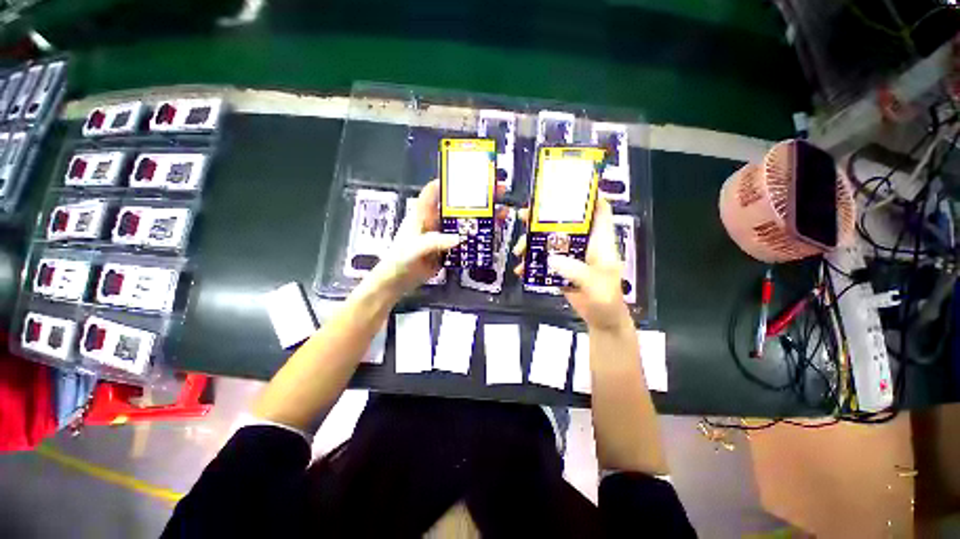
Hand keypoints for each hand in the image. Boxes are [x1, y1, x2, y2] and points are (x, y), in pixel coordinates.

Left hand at [367, 179, 509, 295]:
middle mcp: (436, 220)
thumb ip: (436, 242)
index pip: (435, 190)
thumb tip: (460, 238)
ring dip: (484, 216)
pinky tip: (494, 232)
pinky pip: (468, 238)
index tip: (470, 174)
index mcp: (423, 213)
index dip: (450, 180)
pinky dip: (481, 235)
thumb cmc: (401, 259)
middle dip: (477, 196)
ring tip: (503, 210)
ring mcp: (445, 234)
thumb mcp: (416, 247)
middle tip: (498, 190)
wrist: (399, 281)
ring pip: (467, 221)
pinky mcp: (451, 247)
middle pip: (458, 204)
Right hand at [513, 197, 629, 330]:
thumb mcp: (595, 284)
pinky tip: (521, 269)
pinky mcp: (560, 267)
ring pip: (550, 240)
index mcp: (599, 241)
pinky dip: (531, 262)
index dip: (586, 196)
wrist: (600, 319)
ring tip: (518, 249)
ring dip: (532, 241)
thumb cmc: (606, 299)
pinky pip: (543, 259)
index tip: (565, 187)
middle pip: (565, 222)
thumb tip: (550, 258)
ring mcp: (570, 255)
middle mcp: (584, 243)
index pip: (598, 210)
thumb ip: (575, 270)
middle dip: (544, 217)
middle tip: (524, 215)